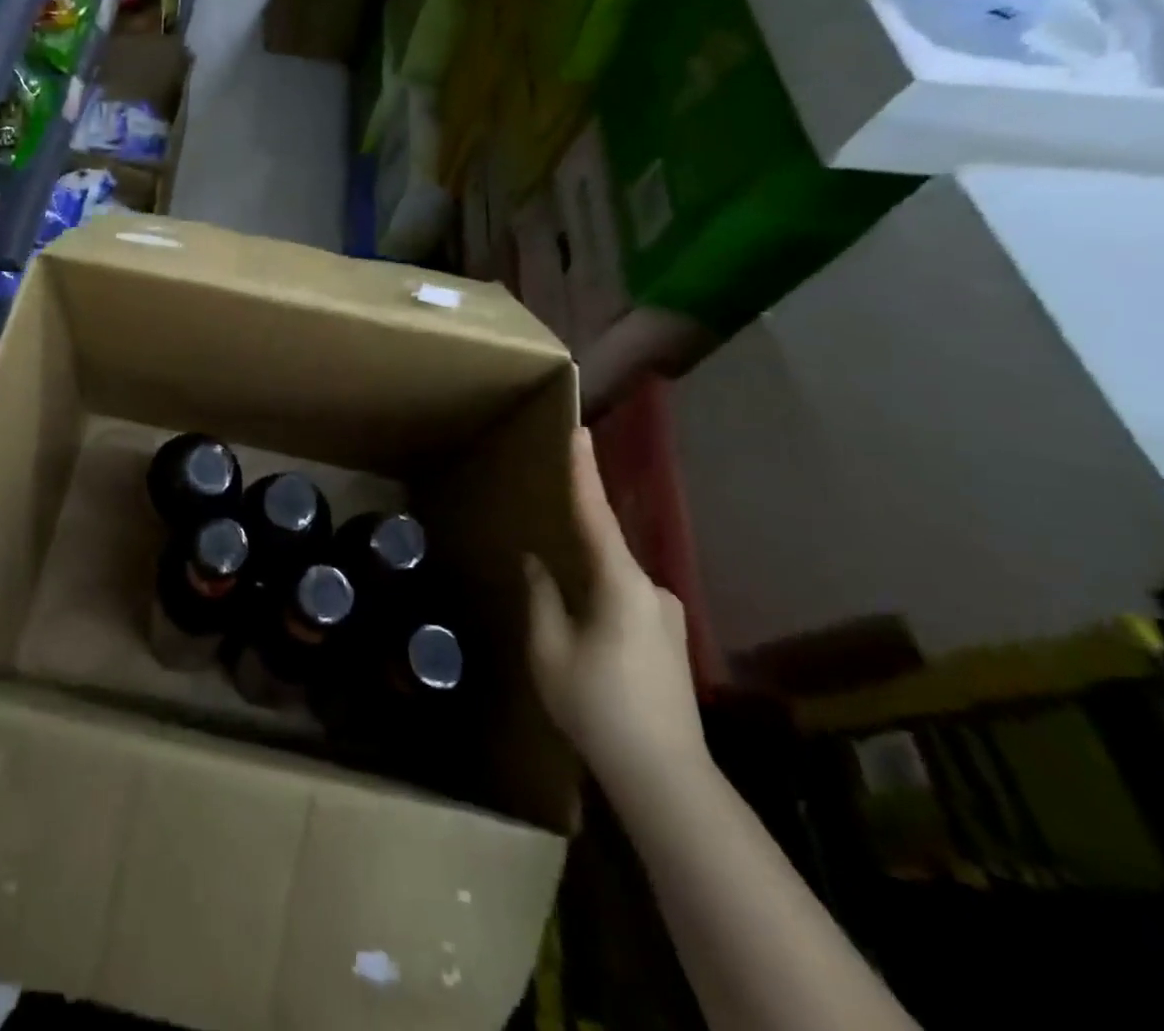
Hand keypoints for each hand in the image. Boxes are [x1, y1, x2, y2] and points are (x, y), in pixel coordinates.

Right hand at [524, 429, 706, 795]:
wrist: (664, 776)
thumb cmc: (597, 705)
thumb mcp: (549, 649)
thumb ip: (542, 597)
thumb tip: (537, 564)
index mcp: (622, 584)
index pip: (596, 515)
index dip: (584, 473)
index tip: (579, 432)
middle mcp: (653, 591)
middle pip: (605, 554)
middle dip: (575, 551)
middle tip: (545, 557)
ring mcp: (667, 618)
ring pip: (615, 585)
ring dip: (587, 589)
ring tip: (562, 619)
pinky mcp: (671, 643)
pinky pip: (627, 607)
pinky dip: (602, 608)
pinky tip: (587, 643)